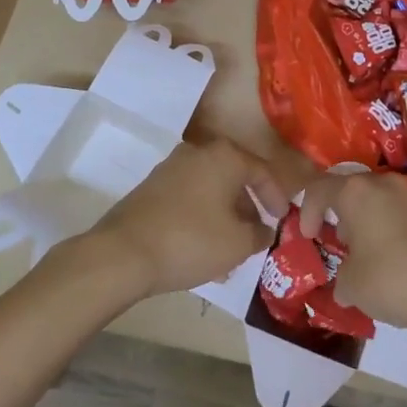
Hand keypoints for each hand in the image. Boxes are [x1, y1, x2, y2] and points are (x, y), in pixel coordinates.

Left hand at [85, 138, 289, 299]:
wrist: (123, 253)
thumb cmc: (191, 241)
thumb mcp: (237, 244)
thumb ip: (259, 234)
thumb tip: (265, 230)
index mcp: (224, 156)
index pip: (261, 171)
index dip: (276, 196)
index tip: (282, 219)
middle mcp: (198, 152)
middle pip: (233, 178)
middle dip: (247, 209)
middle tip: (255, 236)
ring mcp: (170, 168)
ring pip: (209, 190)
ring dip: (223, 217)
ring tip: (230, 254)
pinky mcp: (151, 187)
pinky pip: (188, 198)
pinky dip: (201, 218)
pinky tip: (202, 250)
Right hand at [298, 173, 406, 339]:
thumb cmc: (393, 280)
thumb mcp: (352, 286)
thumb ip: (340, 277)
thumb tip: (344, 281)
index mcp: (355, 192)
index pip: (319, 188)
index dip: (307, 211)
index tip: (308, 236)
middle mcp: (383, 183)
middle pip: (351, 190)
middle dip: (340, 214)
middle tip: (338, 242)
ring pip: (377, 199)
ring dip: (366, 221)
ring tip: (366, 253)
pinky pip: (399, 212)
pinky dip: (389, 228)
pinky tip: (393, 258)